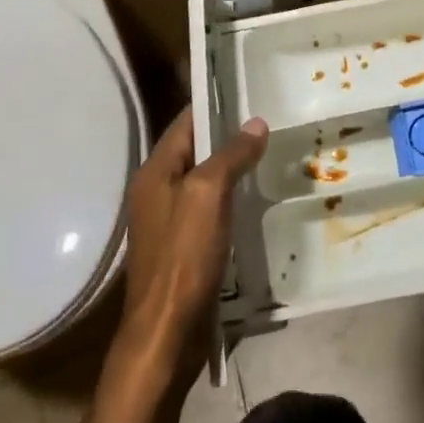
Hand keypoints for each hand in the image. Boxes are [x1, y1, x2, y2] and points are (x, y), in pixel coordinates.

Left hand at [117, 110, 267, 373]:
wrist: (166, 333)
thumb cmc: (183, 256)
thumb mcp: (208, 194)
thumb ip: (230, 154)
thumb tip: (256, 122)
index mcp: (154, 172)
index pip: (185, 121)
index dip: (214, 101)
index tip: (248, 89)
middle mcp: (156, 190)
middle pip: (194, 149)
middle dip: (227, 134)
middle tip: (269, 119)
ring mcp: (168, 220)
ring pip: (203, 179)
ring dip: (231, 166)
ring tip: (269, 152)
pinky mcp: (182, 246)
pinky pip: (208, 207)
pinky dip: (230, 196)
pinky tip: (255, 197)